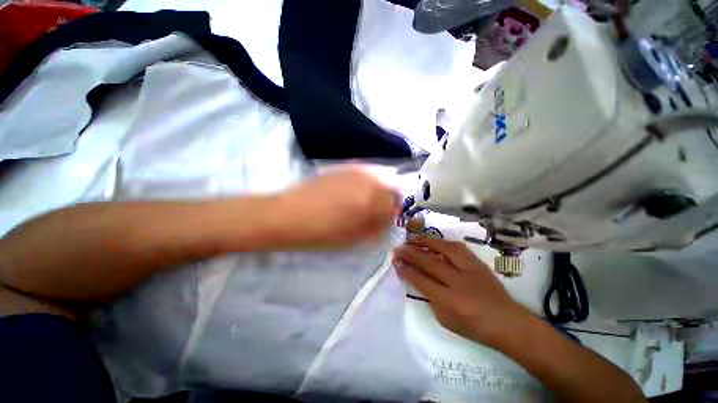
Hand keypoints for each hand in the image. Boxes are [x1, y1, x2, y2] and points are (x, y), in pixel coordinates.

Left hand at [277, 168, 400, 247]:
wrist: (288, 215)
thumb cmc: (322, 232)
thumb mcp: (354, 238)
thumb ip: (377, 227)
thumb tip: (388, 219)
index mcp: (372, 198)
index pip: (397, 200)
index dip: (395, 210)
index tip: (387, 219)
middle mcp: (367, 179)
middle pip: (390, 185)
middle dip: (388, 199)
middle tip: (376, 212)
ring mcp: (353, 170)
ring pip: (377, 177)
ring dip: (377, 190)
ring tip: (364, 203)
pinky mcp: (341, 167)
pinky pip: (363, 173)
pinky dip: (365, 183)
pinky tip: (352, 193)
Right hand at [393, 237, 526, 345]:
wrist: (508, 323)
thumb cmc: (474, 327)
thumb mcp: (446, 320)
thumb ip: (430, 298)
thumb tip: (419, 278)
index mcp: (450, 302)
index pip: (422, 280)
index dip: (406, 270)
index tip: (395, 261)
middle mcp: (459, 282)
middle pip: (430, 262)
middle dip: (411, 253)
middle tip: (398, 247)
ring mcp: (471, 270)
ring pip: (445, 248)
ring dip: (426, 242)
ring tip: (414, 238)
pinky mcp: (478, 263)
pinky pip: (458, 247)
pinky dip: (443, 242)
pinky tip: (435, 241)